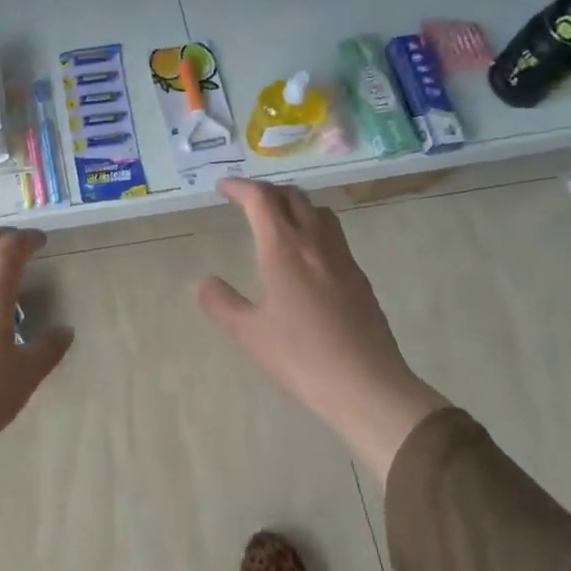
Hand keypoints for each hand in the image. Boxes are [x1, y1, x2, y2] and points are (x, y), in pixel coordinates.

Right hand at [199, 179, 447, 479]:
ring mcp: (342, 258)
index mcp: (283, 249)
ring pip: (318, 211)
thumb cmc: (301, 357)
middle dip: (266, 191)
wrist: (366, 384)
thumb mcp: (249, 334)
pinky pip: (333, 234)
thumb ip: (221, 303)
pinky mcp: (359, 277)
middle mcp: (315, 242)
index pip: (261, 199)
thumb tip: (203, 282)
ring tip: (277, 219)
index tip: (223, 187)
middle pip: (292, 197)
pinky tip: (306, 255)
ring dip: (294, 204)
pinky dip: (313, 226)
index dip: (240, 187)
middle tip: (246, 201)